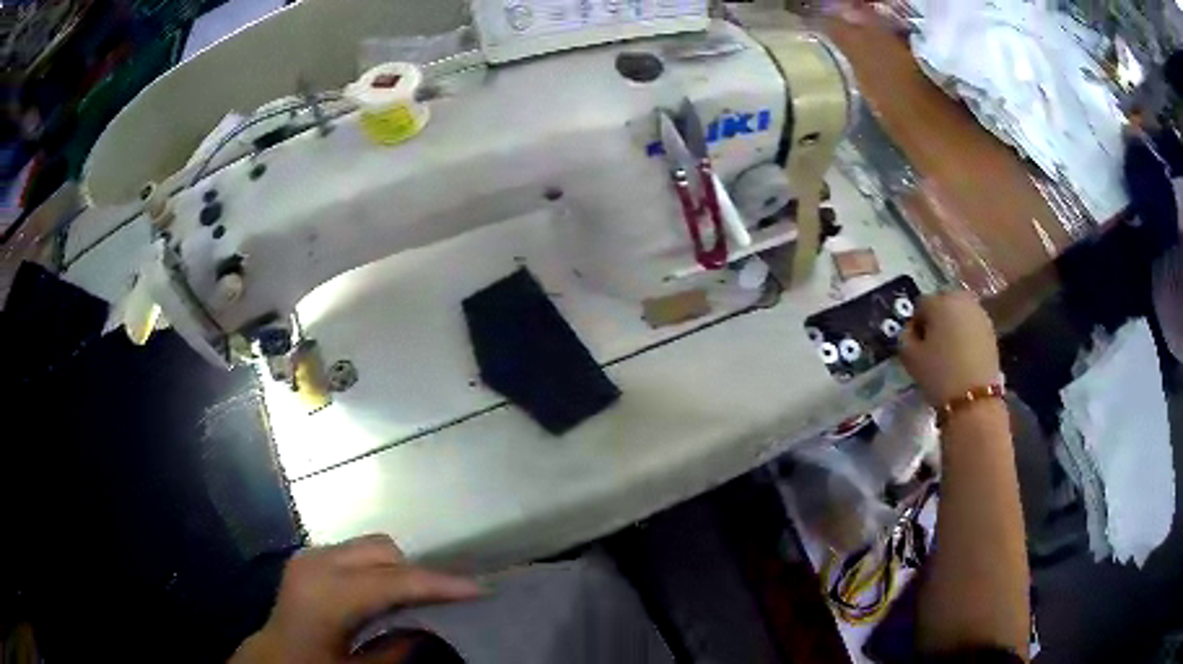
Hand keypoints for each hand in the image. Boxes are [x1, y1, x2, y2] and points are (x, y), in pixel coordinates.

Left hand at [230, 534, 482, 663]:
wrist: (272, 655)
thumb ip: (397, 651)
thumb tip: (431, 628)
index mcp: (328, 594)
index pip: (395, 580)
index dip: (440, 584)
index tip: (480, 589)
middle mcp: (318, 563)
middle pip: (384, 551)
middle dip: (418, 572)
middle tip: (447, 600)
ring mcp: (311, 555)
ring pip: (372, 547)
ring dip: (399, 569)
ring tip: (419, 598)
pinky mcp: (309, 557)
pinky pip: (356, 553)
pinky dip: (379, 568)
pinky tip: (385, 594)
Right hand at [899, 291, 999, 407]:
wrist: (975, 399)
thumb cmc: (939, 374)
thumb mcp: (910, 357)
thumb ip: (904, 336)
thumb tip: (911, 330)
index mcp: (939, 301)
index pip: (920, 306)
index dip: (916, 325)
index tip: (917, 346)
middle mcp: (961, 299)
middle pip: (942, 304)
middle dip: (936, 321)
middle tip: (933, 347)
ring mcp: (979, 313)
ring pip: (959, 314)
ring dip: (952, 327)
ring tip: (950, 353)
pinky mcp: (991, 329)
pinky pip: (972, 325)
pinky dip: (966, 335)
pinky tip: (963, 357)